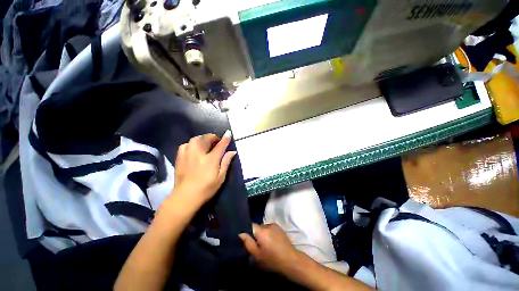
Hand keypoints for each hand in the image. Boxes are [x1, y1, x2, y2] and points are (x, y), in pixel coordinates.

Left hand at [172, 131, 236, 206]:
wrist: (185, 197)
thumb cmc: (206, 188)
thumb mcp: (221, 177)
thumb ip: (226, 162)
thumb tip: (232, 151)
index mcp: (210, 159)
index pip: (220, 145)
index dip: (225, 139)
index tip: (228, 133)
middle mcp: (198, 154)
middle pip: (206, 139)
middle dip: (213, 137)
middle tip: (217, 140)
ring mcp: (188, 155)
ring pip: (195, 140)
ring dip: (202, 138)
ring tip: (206, 143)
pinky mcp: (180, 158)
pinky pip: (185, 145)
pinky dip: (191, 144)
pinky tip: (194, 148)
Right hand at [239, 223, 301, 275]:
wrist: (290, 260)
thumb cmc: (272, 259)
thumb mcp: (257, 255)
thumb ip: (248, 243)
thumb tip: (241, 233)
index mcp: (261, 231)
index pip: (251, 225)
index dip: (248, 231)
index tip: (247, 239)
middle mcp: (267, 225)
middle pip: (258, 227)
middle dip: (256, 234)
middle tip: (257, 245)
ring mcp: (274, 225)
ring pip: (264, 228)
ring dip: (263, 234)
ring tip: (265, 245)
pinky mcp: (280, 228)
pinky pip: (270, 228)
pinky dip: (269, 233)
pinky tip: (272, 242)